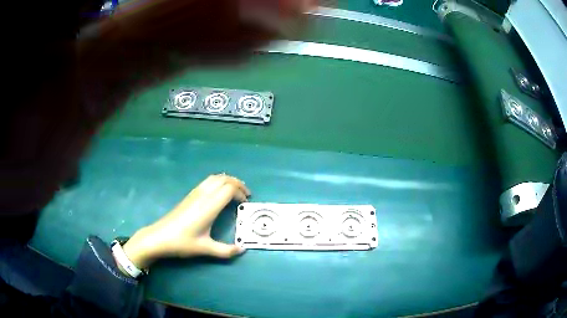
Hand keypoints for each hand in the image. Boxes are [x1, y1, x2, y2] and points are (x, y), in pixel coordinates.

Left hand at [121, 174, 250, 269]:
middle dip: (237, 183)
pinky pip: (207, 182)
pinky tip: (219, 194)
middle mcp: (203, 195)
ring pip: (214, 178)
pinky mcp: (189, 195)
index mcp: (209, 206)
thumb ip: (226, 251)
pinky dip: (218, 182)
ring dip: (227, 180)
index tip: (245, 203)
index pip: (229, 189)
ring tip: (235, 191)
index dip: (240, 192)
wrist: (159, 237)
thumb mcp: (205, 249)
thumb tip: (242, 250)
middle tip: (246, 194)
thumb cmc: (182, 242)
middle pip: (223, 179)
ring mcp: (194, 194)